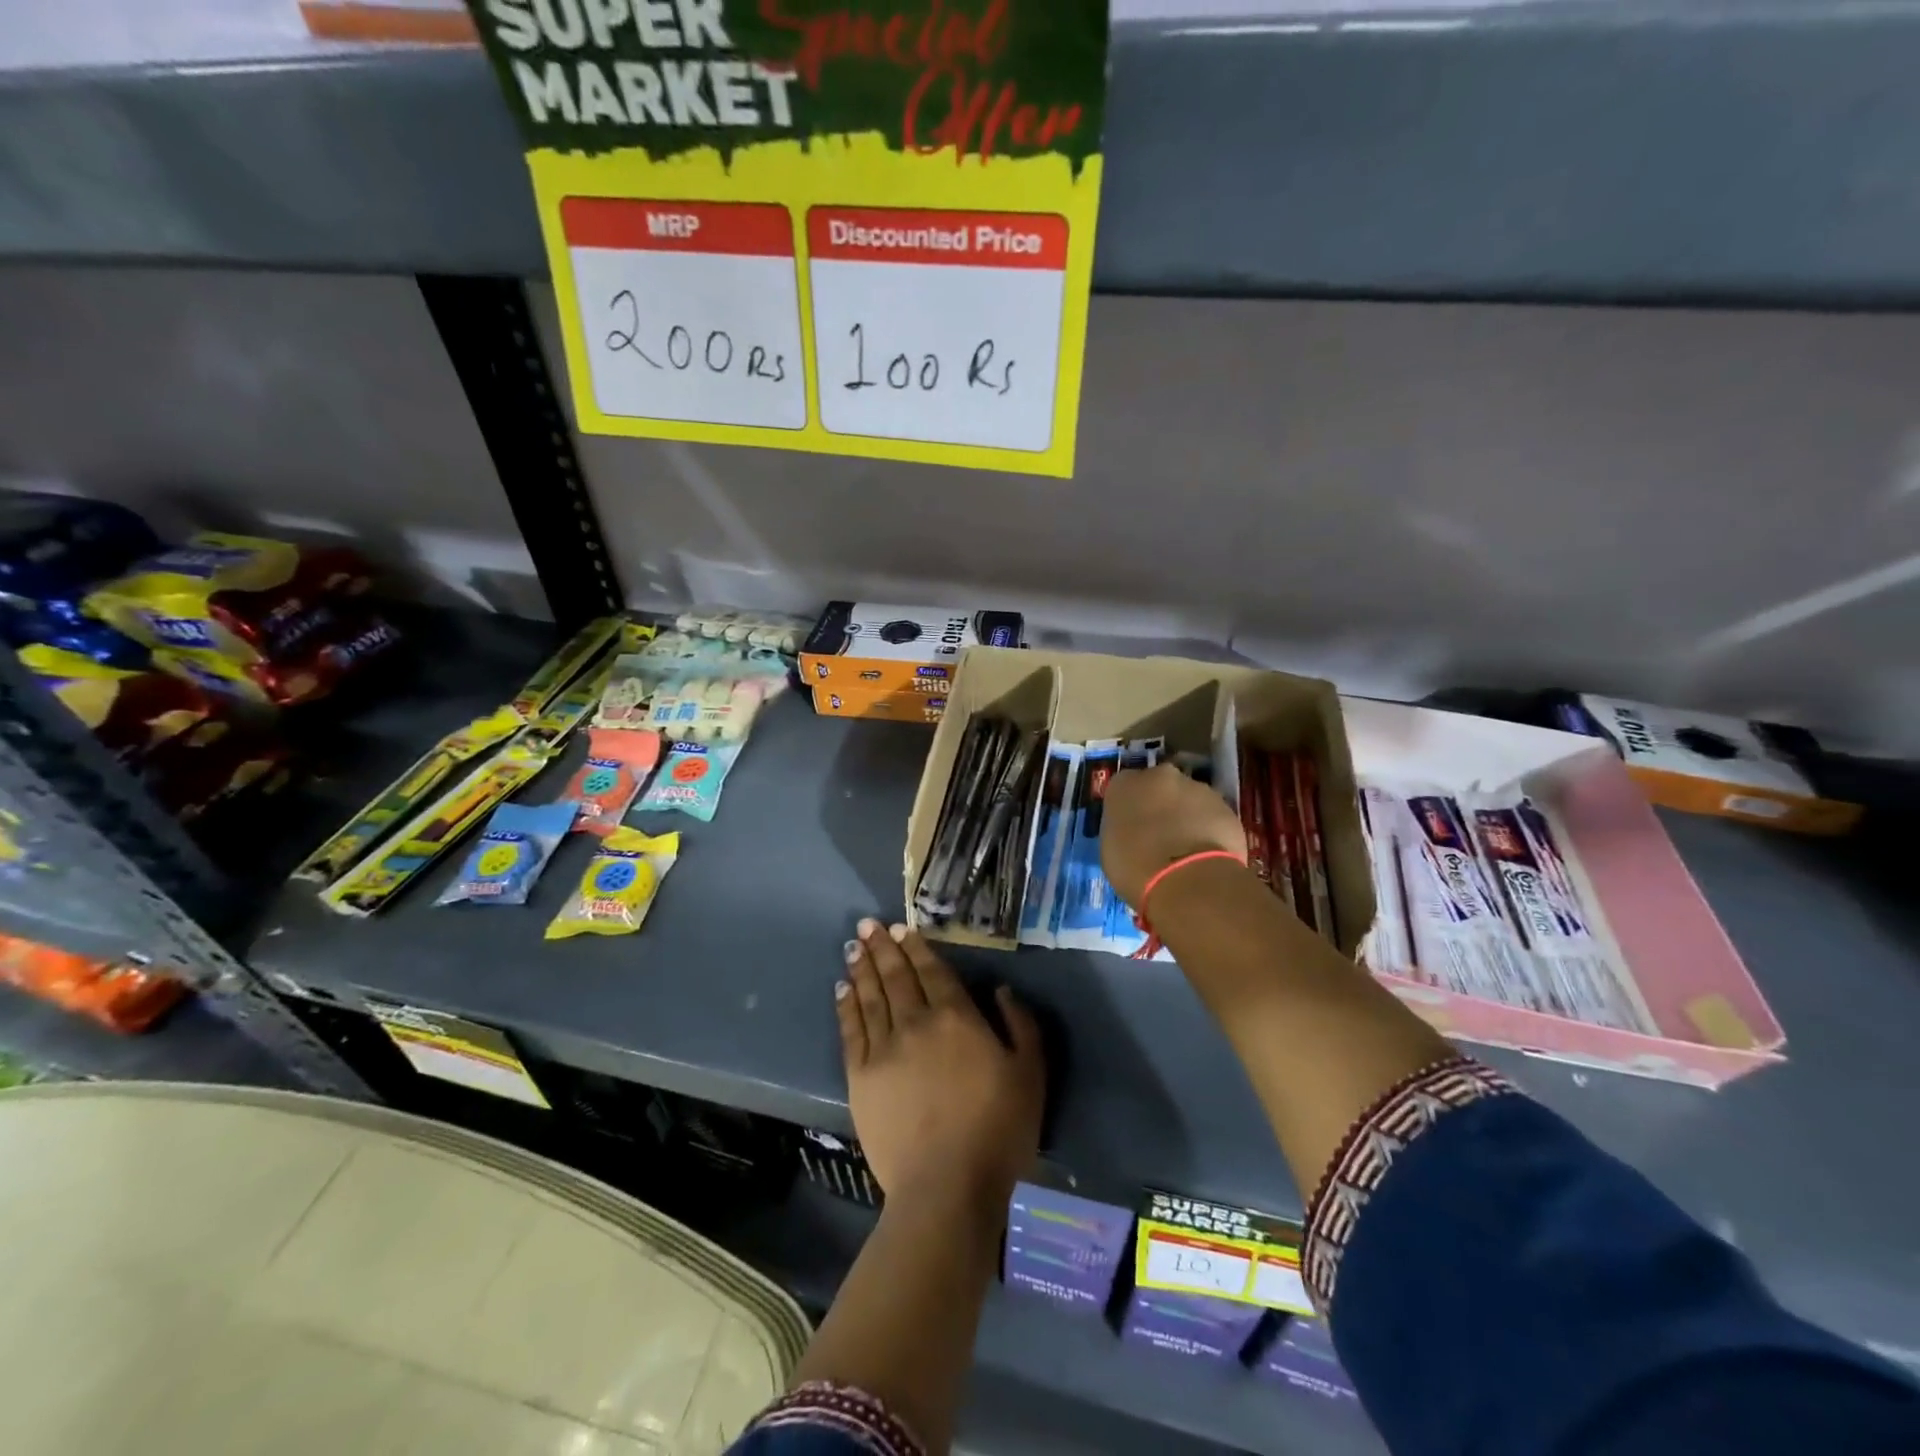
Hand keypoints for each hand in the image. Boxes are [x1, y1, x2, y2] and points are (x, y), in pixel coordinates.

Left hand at [838, 919, 1043, 1210]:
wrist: (947, 1186)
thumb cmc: (998, 1129)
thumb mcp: (1030, 1073)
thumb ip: (1020, 1024)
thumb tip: (1000, 989)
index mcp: (956, 1017)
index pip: (931, 971)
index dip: (915, 947)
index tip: (900, 928)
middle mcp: (916, 1022)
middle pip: (896, 976)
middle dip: (882, 947)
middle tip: (867, 924)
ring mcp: (884, 1048)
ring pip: (870, 996)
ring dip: (862, 968)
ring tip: (854, 946)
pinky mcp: (861, 1077)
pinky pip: (851, 1030)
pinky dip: (846, 1006)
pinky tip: (842, 989)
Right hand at [1101, 762, 1246, 908]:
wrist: (1188, 880)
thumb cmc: (1136, 868)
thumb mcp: (1110, 849)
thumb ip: (1122, 829)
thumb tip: (1134, 831)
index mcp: (1125, 783)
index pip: (1124, 788)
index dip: (1129, 809)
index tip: (1131, 829)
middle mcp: (1161, 776)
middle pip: (1159, 787)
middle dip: (1160, 805)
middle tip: (1159, 837)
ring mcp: (1198, 788)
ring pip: (1189, 799)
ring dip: (1187, 816)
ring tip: (1186, 851)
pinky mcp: (1227, 807)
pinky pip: (1213, 817)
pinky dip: (1210, 830)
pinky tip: (1207, 857)